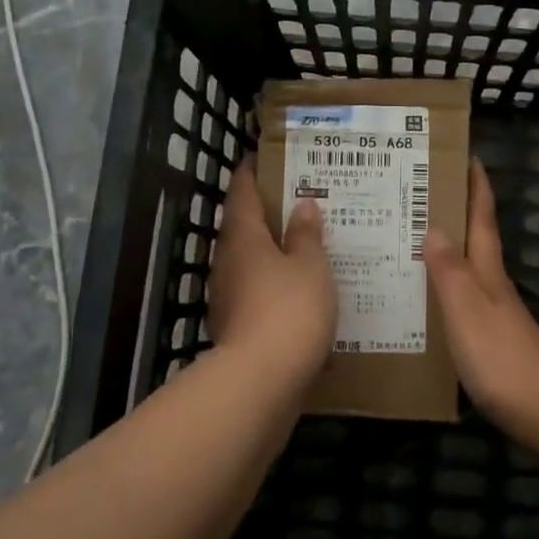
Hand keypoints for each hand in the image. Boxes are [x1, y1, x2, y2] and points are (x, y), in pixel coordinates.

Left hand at [207, 152, 336, 382]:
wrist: (262, 380)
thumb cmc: (290, 309)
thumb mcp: (310, 266)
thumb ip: (306, 235)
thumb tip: (302, 205)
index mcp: (242, 237)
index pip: (241, 192)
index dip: (251, 172)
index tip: (262, 158)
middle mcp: (227, 262)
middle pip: (242, 227)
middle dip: (266, 214)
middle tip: (298, 201)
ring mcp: (227, 296)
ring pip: (250, 262)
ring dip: (272, 252)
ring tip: (305, 245)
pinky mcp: (236, 327)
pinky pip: (257, 293)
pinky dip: (275, 285)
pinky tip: (299, 291)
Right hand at [424, 159, 538, 427]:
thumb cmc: (501, 355)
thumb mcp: (467, 309)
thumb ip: (449, 270)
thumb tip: (434, 227)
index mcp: (488, 272)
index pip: (482, 219)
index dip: (477, 187)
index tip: (467, 156)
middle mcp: (493, 285)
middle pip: (475, 240)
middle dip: (457, 212)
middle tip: (420, 193)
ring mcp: (495, 313)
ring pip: (467, 269)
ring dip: (448, 249)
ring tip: (412, 239)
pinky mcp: (490, 339)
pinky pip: (462, 299)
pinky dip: (445, 287)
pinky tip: (427, 298)